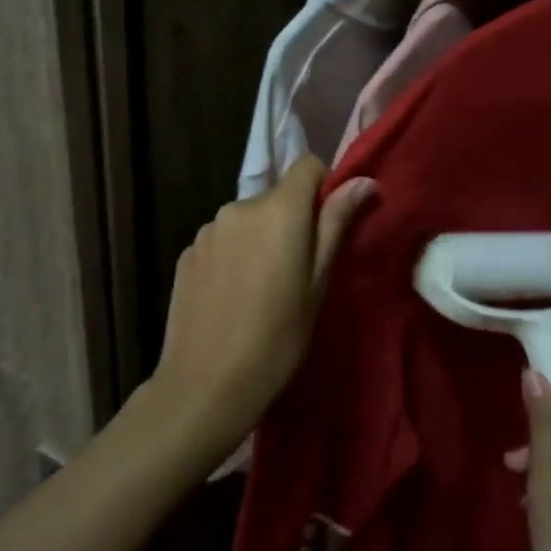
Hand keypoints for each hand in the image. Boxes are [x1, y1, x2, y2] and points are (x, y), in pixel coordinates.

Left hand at [151, 158, 374, 461]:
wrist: (206, 384)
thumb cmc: (278, 336)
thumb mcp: (318, 281)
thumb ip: (337, 223)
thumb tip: (365, 180)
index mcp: (278, 209)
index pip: (307, 165)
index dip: (324, 186)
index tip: (328, 225)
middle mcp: (239, 206)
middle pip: (276, 197)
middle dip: (291, 220)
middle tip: (297, 270)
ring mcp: (207, 230)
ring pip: (247, 220)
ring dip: (259, 238)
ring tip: (260, 289)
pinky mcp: (186, 253)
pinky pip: (221, 241)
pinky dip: (233, 256)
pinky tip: (231, 297)